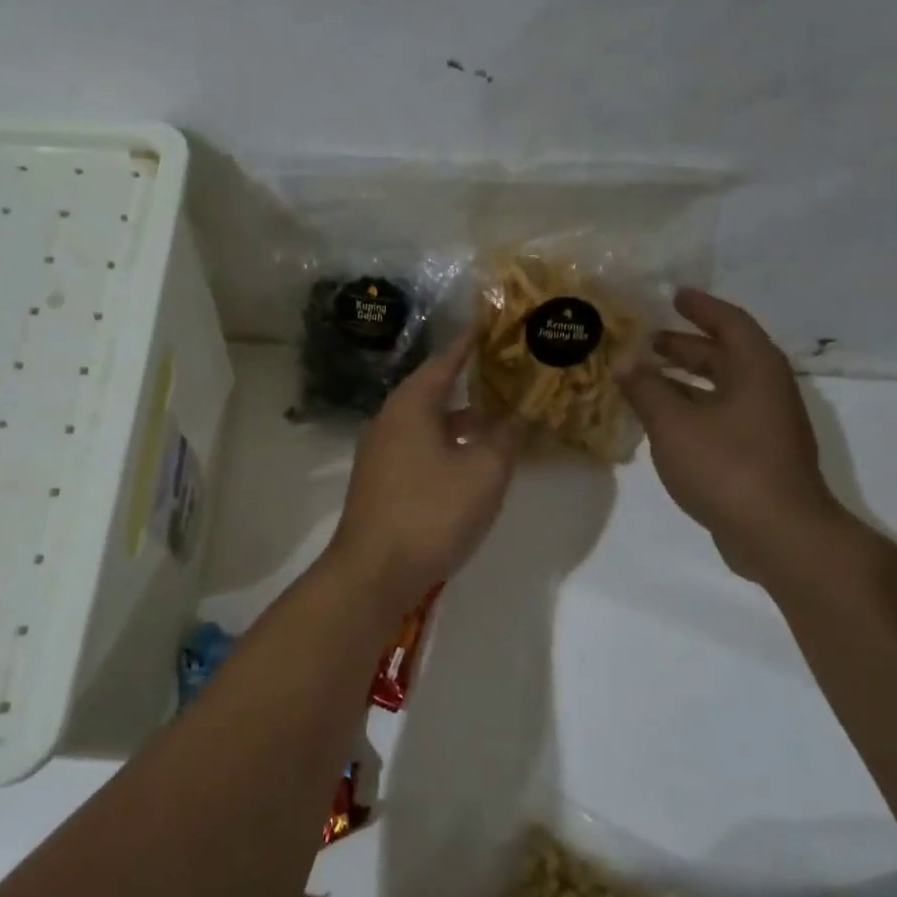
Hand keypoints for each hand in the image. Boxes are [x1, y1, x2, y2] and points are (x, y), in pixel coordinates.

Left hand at [325, 331, 517, 611]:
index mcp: (410, 406)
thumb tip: (522, 416)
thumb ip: (507, 438)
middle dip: (473, 386)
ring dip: (464, 424)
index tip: (493, 322)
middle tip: (510, 377)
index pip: (445, 360)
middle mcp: (389, 423)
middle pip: (436, 393)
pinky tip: (473, 467)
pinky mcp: (381, 485)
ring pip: (429, 427)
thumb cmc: (431, 513)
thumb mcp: (484, 472)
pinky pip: (421, 453)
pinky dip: (449, 450)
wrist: (374, 573)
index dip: (472, 341)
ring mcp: (381, 456)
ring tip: (502, 425)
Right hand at [616, 290, 847, 583]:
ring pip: (721, 389)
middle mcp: (766, 389)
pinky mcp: (758, 454)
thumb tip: (622, 362)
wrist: (776, 531)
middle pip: (724, 355)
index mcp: (755, 369)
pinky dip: (692, 410)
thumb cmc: (726, 465)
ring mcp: (766, 424)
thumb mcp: (674, 424)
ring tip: (645, 380)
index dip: (699, 307)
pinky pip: (721, 416)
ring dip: (685, 381)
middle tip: (646, 342)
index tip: (673, 295)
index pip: (728, 322)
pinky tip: (663, 424)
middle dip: (685, 346)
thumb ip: (646, 390)